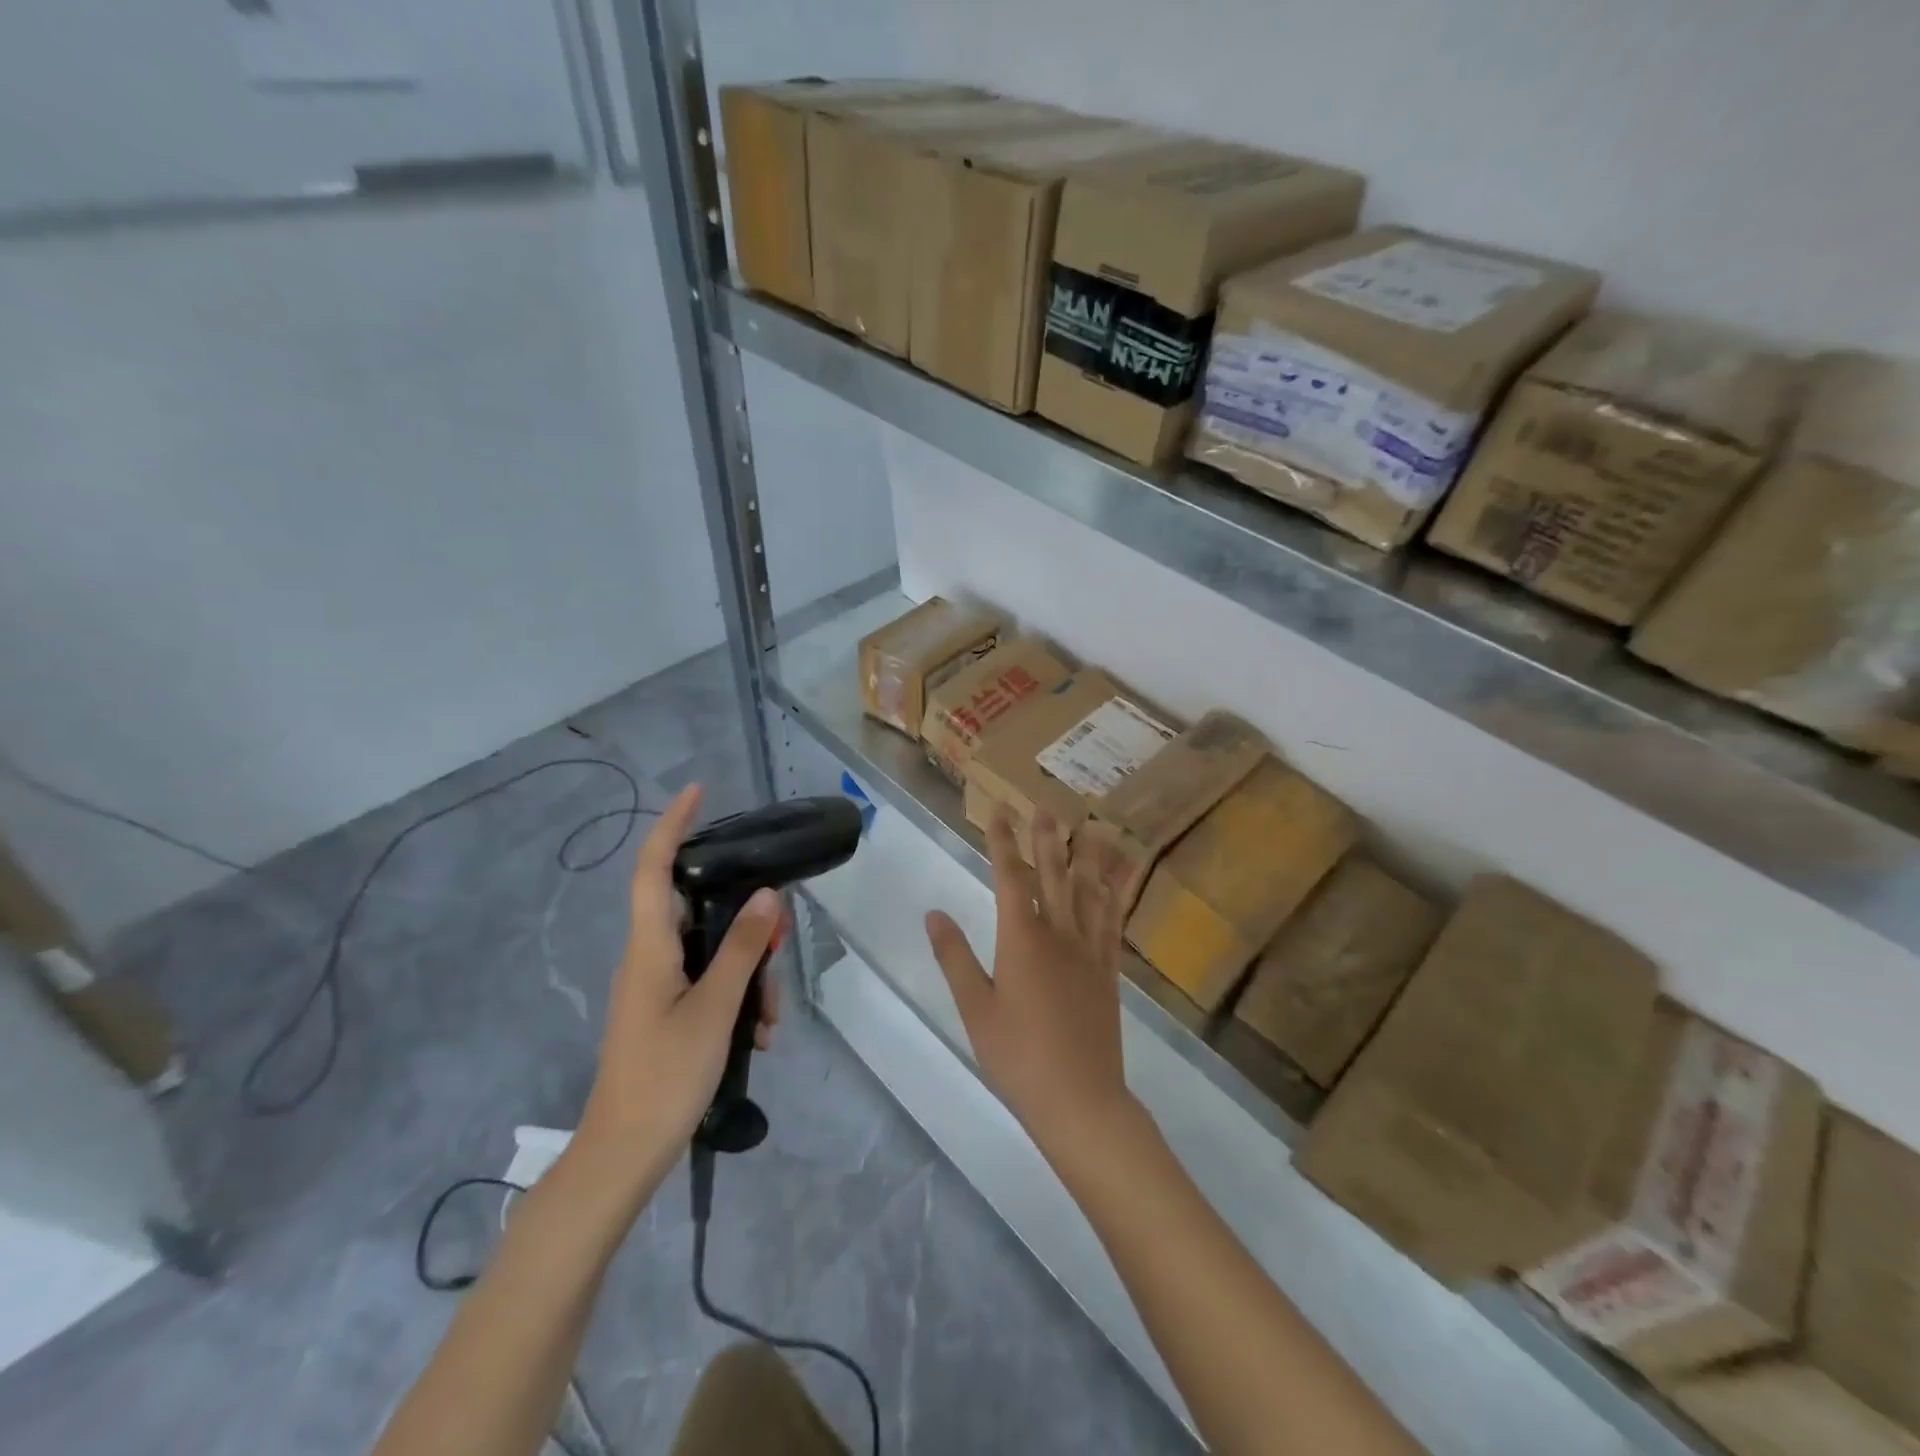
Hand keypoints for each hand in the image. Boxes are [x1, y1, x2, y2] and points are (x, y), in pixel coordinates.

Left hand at [575, 784, 783, 1181]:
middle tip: (780, 943)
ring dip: (749, 973)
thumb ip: (742, 949)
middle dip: (744, 921)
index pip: (653, 868)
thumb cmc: (665, 1077)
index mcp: (650, 948)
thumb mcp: (715, 1009)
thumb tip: (766, 895)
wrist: (622, 1156)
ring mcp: (656, 986)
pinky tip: (758, 1035)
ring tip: (770, 1019)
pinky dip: (737, 999)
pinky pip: (708, 984)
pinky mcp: (665, 1012)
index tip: (698, 792)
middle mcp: (649, 957)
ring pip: (711, 952)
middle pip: (697, 910)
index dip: (672, 825)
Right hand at [924, 809, 1138, 1161]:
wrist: (1080, 1100)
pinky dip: (1117, 893)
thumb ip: (955, 957)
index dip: (1003, 841)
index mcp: (1021, 940)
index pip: (1010, 877)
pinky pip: (1114, 921)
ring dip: (1088, 855)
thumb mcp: (975, 1009)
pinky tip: (1121, 878)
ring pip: (1089, 890)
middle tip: (1045, 805)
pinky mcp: (1109, 970)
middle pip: (1053, 874)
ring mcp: (1089, 951)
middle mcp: (1059, 934)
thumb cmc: (1018, 1057)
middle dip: (1046, 837)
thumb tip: (934, 913)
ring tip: (1092, 825)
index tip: (998, 810)